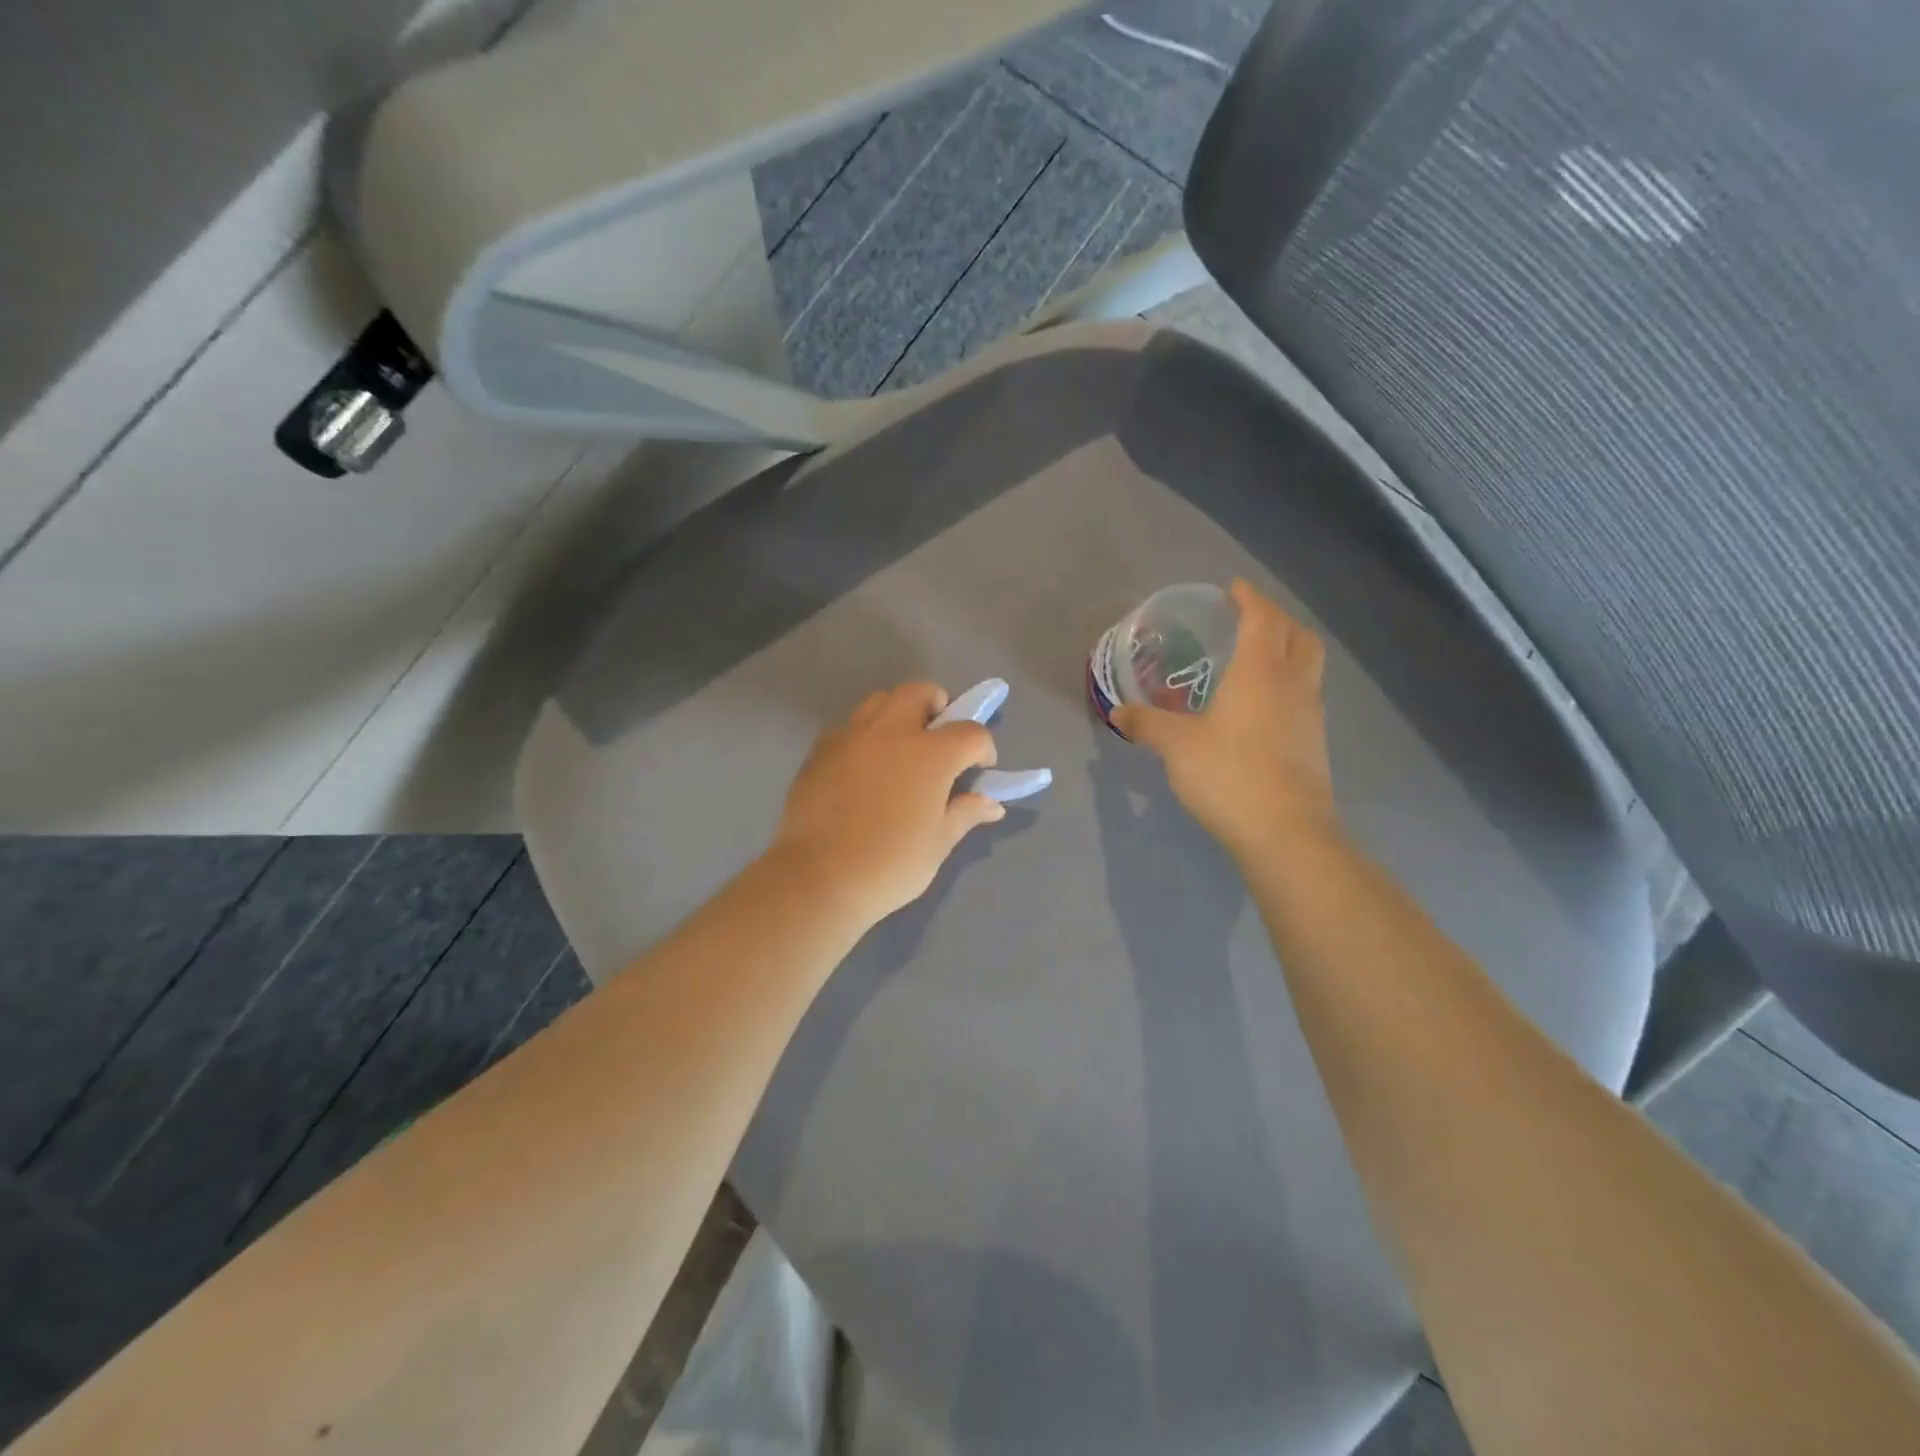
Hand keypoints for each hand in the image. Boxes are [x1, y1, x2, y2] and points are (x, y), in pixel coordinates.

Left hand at [771, 682, 1003, 925]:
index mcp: (931, 753)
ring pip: (881, 701)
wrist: (819, 878)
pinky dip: (865, 736)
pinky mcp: (820, 750)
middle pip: (921, 692)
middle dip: (938, 707)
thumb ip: (965, 813)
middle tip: (939, 739)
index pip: (970, 732)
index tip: (979, 769)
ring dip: (899, 713)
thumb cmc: (891, 864)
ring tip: (900, 748)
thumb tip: (991, 803)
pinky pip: (850, 727)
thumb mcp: (938, 843)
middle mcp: (892, 732)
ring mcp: (851, 736)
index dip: (983, 748)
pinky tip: (864, 769)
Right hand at [1112, 580, 1339, 864]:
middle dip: (1276, 619)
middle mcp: (1293, 684)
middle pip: (1298, 635)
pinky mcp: (1315, 743)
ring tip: (1257, 659)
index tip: (1232, 588)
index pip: (1262, 618)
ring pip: (1308, 665)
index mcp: (1261, 672)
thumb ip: (1146, 725)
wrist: (1286, 833)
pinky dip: (1288, 684)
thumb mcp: (1176, 747)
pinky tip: (1262, 707)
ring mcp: (1310, 715)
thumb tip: (1118, 713)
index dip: (1249, 598)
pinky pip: (1305, 695)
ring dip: (1288, 650)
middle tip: (1248, 619)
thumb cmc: (1229, 775)